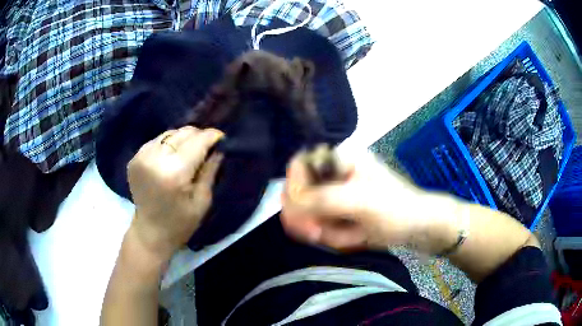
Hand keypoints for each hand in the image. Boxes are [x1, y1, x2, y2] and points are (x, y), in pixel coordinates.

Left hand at [127, 126, 223, 260]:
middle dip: (198, 137)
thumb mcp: (202, 201)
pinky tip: (172, 157)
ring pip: (170, 133)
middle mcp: (155, 158)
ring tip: (189, 153)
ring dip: (183, 140)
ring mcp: (141, 157)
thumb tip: (219, 148)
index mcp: (174, 172)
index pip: (197, 141)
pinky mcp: (134, 158)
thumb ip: (210, 170)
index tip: (222, 138)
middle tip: (207, 148)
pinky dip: (168, 145)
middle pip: (183, 133)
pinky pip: (157, 141)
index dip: (212, 136)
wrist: (149, 233)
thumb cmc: (180, 223)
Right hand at [281, 151, 425, 250]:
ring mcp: (336, 195)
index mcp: (339, 159)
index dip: (293, 190)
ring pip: (309, 214)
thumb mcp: (361, 202)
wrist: (418, 226)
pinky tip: (353, 238)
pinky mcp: (340, 212)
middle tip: (318, 234)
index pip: (298, 167)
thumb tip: (290, 202)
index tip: (300, 214)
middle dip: (307, 217)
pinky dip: (333, 236)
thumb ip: (323, 199)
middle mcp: (333, 174)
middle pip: (299, 193)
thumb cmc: (396, 208)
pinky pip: (322, 226)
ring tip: (350, 236)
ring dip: (324, 230)